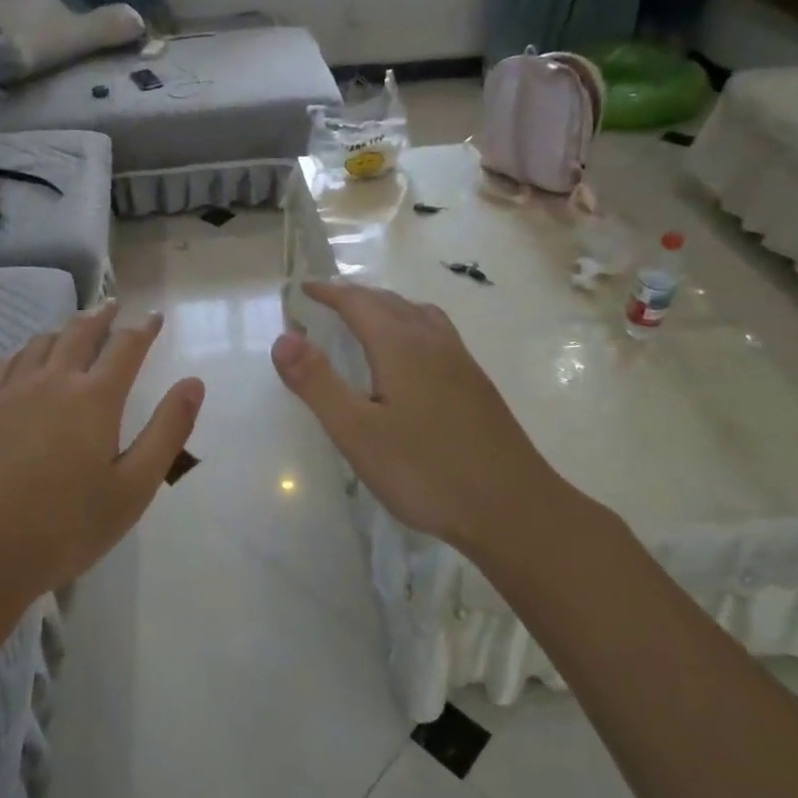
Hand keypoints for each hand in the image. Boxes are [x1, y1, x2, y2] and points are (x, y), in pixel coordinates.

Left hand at [0, 301, 204, 601]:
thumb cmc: (69, 526)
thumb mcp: (134, 486)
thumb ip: (168, 430)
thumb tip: (193, 383)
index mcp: (94, 398)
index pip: (126, 346)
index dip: (144, 328)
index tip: (155, 318)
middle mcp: (53, 380)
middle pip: (80, 331)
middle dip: (102, 315)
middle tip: (114, 306)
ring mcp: (11, 391)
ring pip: (41, 342)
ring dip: (64, 329)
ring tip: (75, 329)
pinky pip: (3, 362)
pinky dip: (22, 351)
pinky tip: (24, 360)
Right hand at [270, 280, 564, 554]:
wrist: (514, 509)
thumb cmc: (426, 471)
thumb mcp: (357, 432)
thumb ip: (317, 383)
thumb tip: (283, 338)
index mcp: (401, 346)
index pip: (359, 303)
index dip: (330, 293)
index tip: (304, 288)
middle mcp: (433, 342)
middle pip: (390, 302)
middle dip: (356, 295)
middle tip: (328, 300)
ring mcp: (461, 362)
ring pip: (419, 314)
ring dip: (387, 306)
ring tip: (368, 316)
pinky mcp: (477, 385)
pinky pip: (436, 333)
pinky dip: (411, 324)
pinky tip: (412, 356)